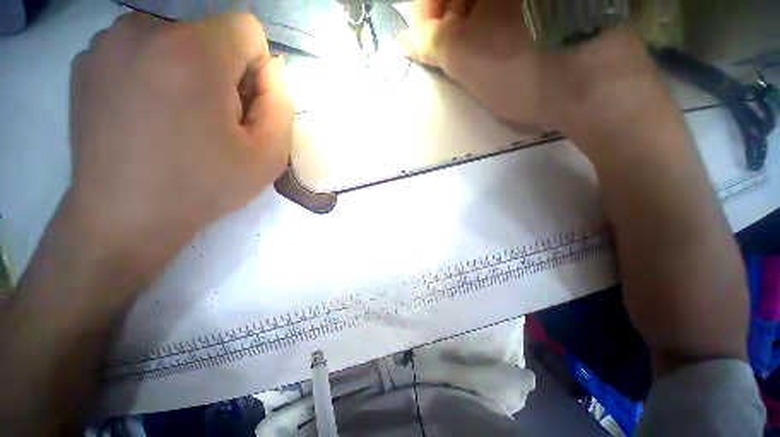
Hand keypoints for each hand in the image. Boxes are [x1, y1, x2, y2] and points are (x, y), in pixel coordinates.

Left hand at [68, 13, 292, 280]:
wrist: (124, 216)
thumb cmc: (204, 186)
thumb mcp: (269, 154)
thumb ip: (281, 104)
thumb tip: (271, 70)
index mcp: (194, 53)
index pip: (247, 29)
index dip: (256, 69)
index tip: (245, 105)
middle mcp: (144, 29)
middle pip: (210, 34)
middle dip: (223, 72)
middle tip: (213, 120)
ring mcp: (107, 42)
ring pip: (175, 40)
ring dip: (188, 72)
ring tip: (178, 119)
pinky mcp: (86, 60)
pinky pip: (140, 51)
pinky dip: (154, 74)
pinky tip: (147, 115)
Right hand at [399, 0, 659, 129]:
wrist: (594, 85)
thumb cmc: (522, 69)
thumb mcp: (466, 59)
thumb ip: (430, 44)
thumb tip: (404, 41)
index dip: (424, 10)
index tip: (422, 41)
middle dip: (446, 18)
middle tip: (445, 50)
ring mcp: (534, 0)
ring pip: (486, 0)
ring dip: (468, 21)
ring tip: (469, 52)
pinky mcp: (553, 6)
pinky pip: (508, 7)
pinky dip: (491, 21)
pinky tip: (494, 44)